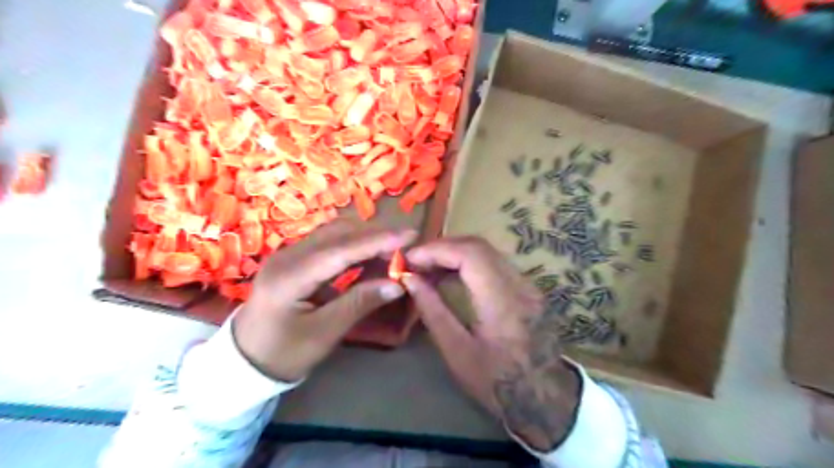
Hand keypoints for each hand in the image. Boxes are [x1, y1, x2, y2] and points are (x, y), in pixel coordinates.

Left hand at [233, 222, 414, 382]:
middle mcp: (288, 256)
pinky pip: (329, 243)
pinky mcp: (295, 258)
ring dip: (365, 238)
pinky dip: (353, 246)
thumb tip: (397, 284)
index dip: (377, 241)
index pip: (340, 250)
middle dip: (375, 235)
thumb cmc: (284, 353)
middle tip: (406, 245)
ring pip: (334, 233)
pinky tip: (370, 257)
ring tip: (393, 250)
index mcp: (290, 276)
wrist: (244, 360)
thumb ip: (359, 303)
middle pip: (338, 233)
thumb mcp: (324, 333)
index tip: (409, 236)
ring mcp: (289, 254)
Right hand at [405, 237, 581, 452]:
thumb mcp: (457, 351)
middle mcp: (519, 284)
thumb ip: (433, 311)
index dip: (436, 250)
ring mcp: (527, 283)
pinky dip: (468, 262)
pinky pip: (494, 262)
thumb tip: (410, 279)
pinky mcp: (527, 287)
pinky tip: (450, 275)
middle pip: (478, 246)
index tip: (410, 259)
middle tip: (416, 262)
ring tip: (428, 268)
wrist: (544, 396)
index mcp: (502, 301)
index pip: (470, 254)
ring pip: (487, 251)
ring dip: (454, 253)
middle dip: (443, 248)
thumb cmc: (496, 381)